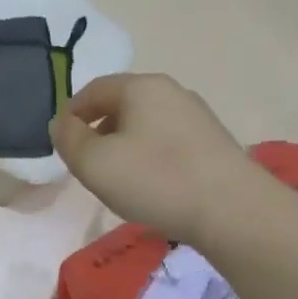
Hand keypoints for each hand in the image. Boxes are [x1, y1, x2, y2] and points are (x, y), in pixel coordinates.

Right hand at [50, 73, 254, 240]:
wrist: (235, 212)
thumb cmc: (156, 180)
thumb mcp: (93, 162)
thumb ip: (68, 138)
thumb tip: (62, 123)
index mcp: (140, 86)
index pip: (92, 90)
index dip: (70, 114)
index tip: (62, 145)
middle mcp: (171, 91)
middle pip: (120, 105)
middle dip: (98, 131)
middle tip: (87, 165)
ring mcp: (197, 116)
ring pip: (145, 124)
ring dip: (124, 146)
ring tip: (119, 180)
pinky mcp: (214, 143)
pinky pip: (168, 141)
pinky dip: (151, 157)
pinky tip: (153, 186)